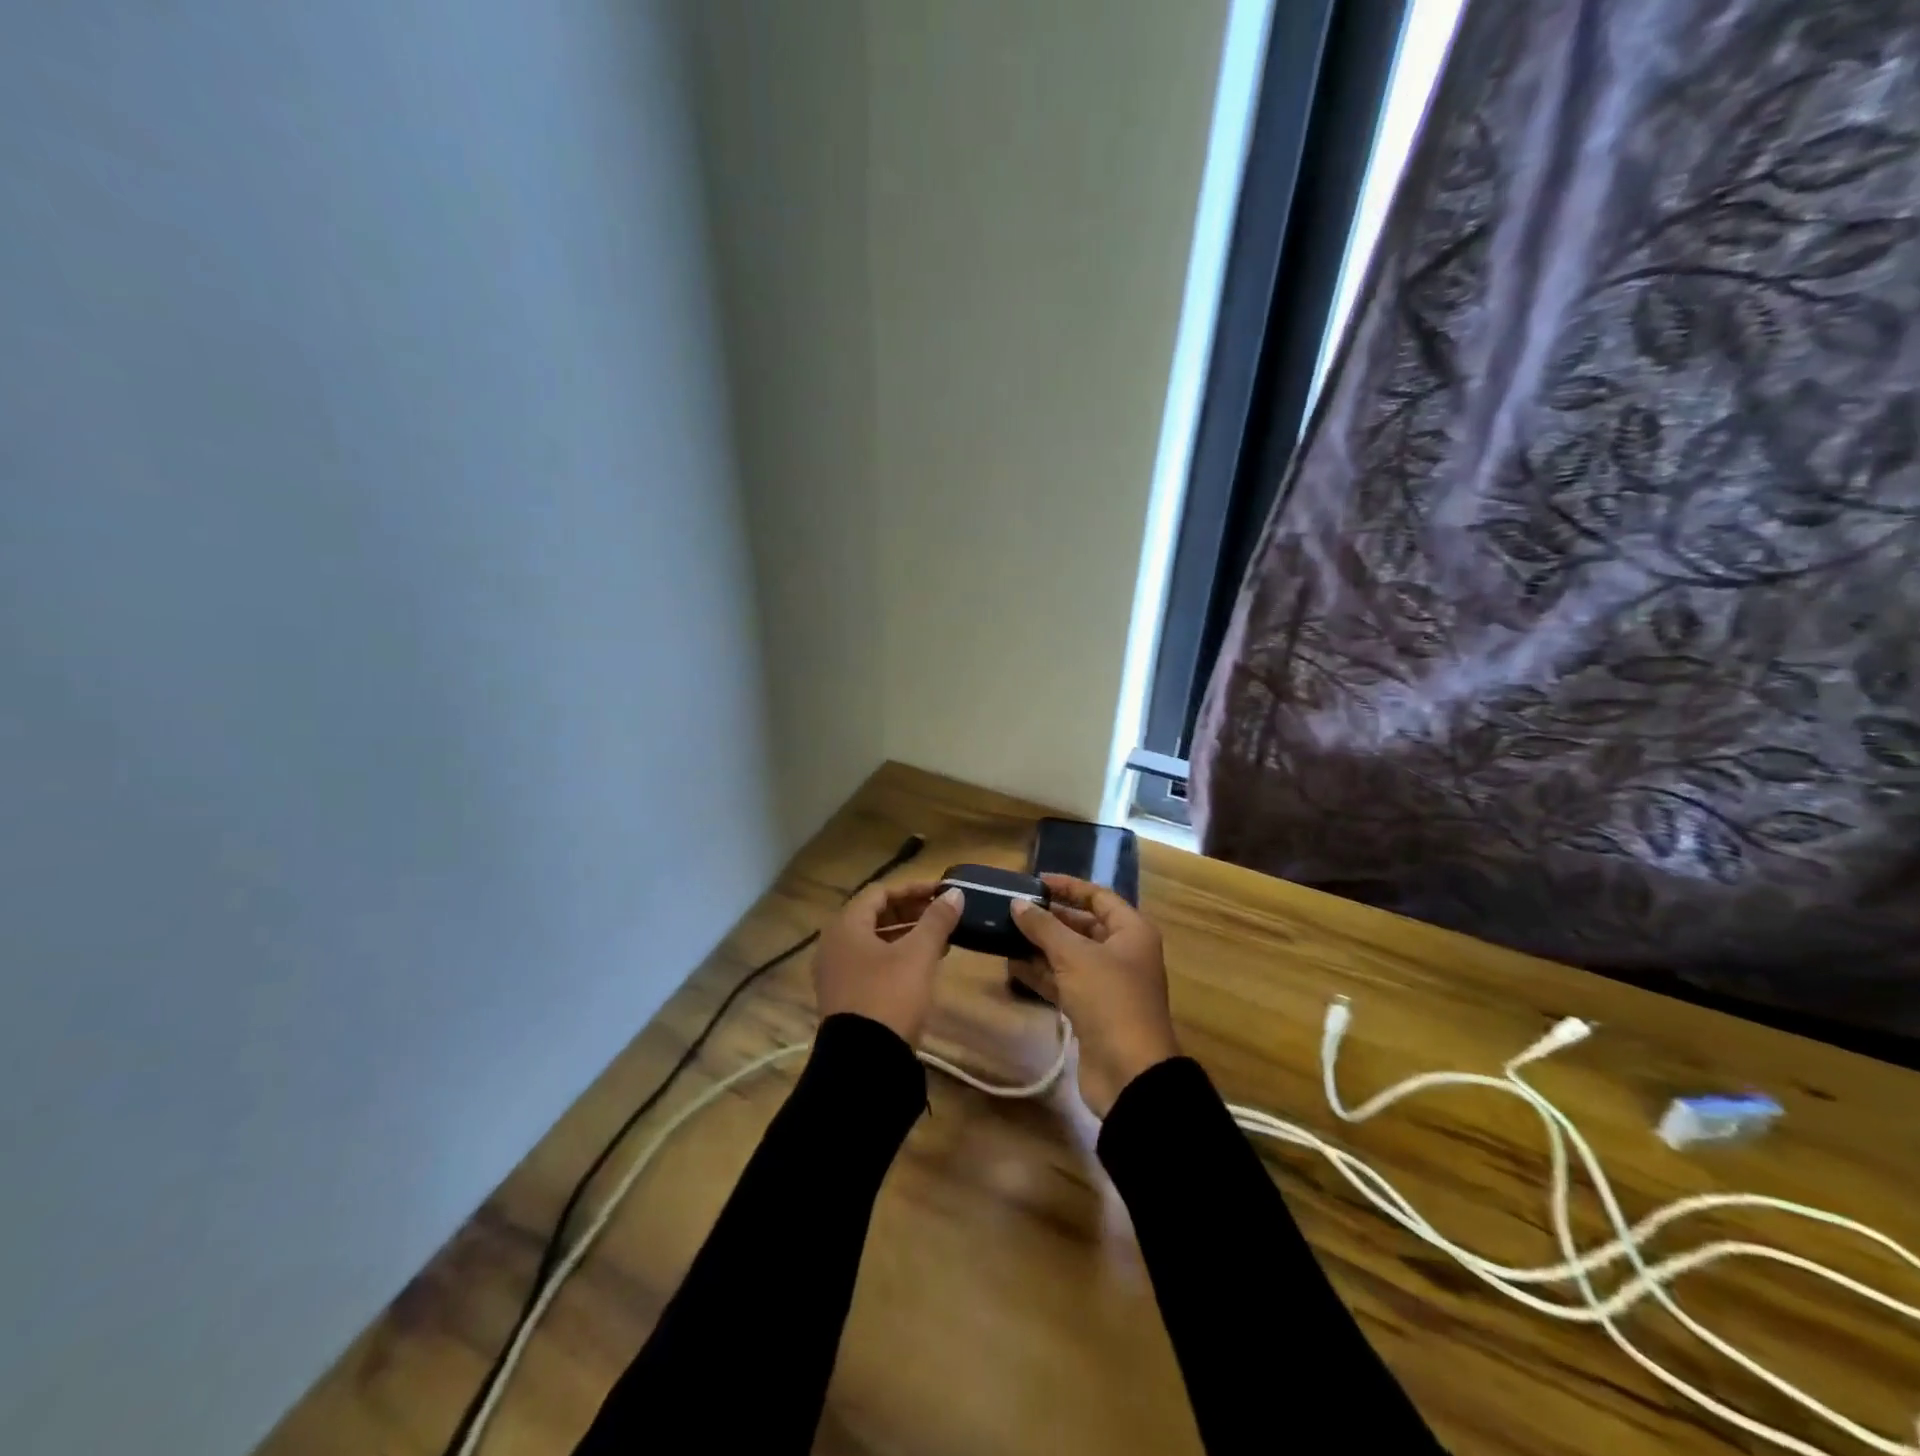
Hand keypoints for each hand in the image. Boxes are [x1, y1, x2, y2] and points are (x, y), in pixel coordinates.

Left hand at [813, 880, 963, 1046]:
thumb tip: (954, 894)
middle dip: (911, 911)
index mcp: (845, 926)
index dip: (912, 888)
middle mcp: (834, 944)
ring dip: (907, 935)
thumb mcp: (918, 955)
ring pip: (875, 941)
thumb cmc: (889, 996)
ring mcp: (836, 972)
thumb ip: (936, 920)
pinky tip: (924, 964)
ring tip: (940, 938)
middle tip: (943, 913)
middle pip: (875, 915)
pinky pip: (872, 963)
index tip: (941, 892)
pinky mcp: (845, 996)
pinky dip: (897, 956)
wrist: (864, 1062)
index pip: (880, 892)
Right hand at [1010, 875, 1179, 1116]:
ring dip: (1041, 946)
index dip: (1068, 886)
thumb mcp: (1074, 956)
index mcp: (1131, 932)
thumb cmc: (1109, 1000)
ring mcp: (1108, 984)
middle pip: (1083, 925)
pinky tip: (1012, 965)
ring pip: (1070, 955)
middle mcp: (1123, 953)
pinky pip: (1064, 982)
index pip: (1098, 897)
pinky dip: (1041, 973)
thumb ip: (1044, 927)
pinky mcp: (1092, 1010)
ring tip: (1005, 933)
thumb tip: (1017, 904)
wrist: (1129, 1072)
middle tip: (1013, 908)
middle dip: (1050, 918)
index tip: (1035, 881)